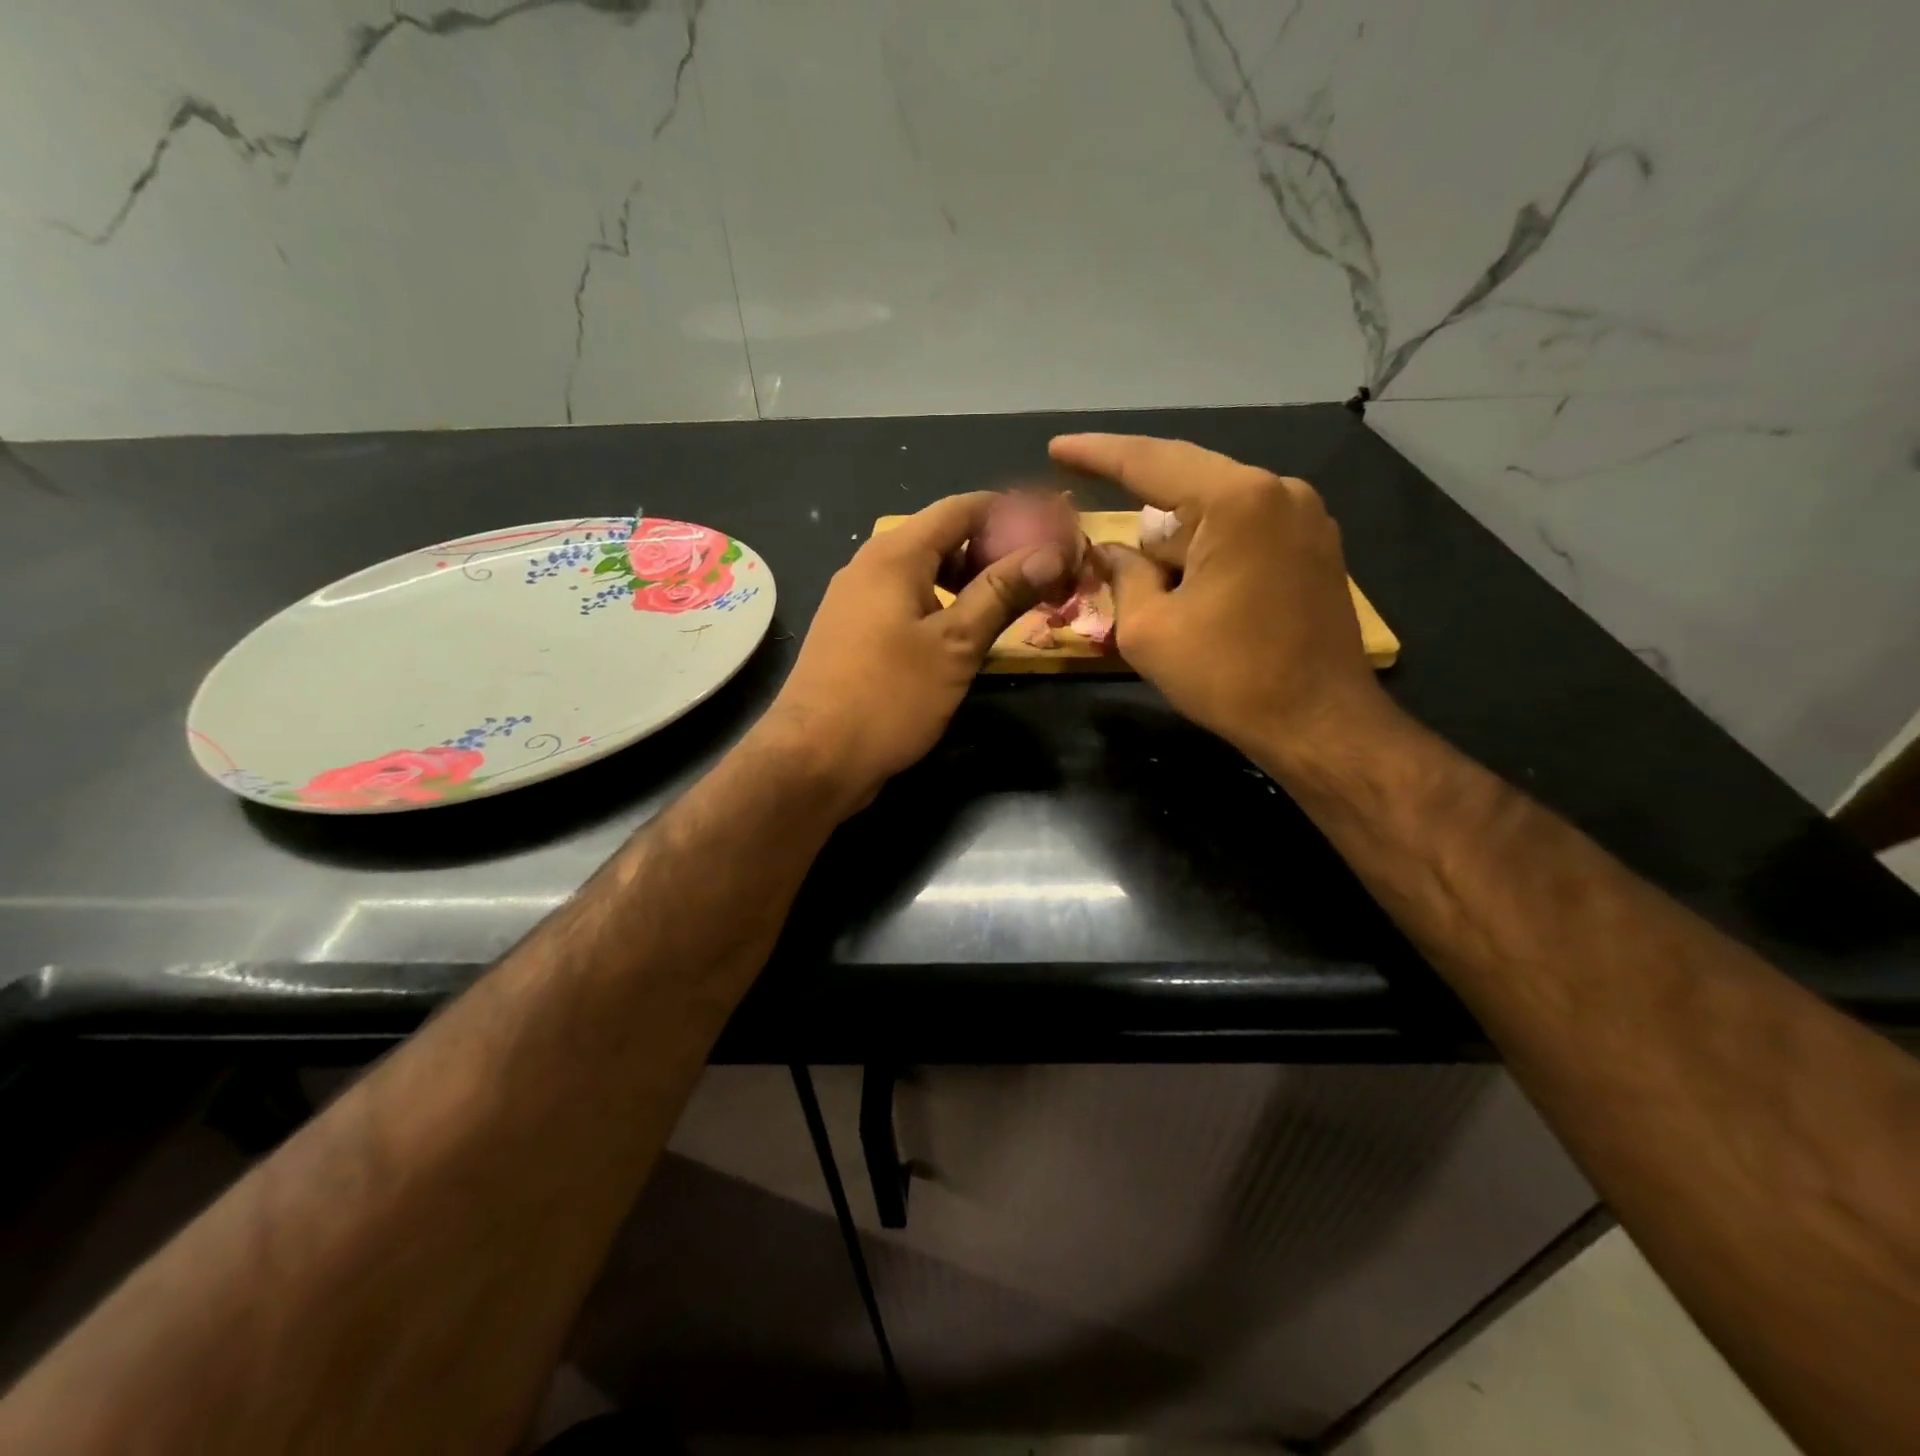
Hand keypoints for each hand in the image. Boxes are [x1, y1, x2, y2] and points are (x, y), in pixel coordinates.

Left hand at [760, 491, 1070, 806]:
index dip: (1012, 512)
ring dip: (969, 580)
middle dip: (994, 548)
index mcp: (895, 554)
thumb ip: (1002, 593)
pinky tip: (965, 633)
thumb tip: (1053, 552)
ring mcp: (856, 601)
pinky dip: (942, 605)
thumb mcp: (955, 644)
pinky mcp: (853, 634)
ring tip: (1012, 602)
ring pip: (923, 573)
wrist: (814, 758)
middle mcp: (870, 565)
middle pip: (942, 537)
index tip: (1054, 531)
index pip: (962, 508)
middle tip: (1041, 573)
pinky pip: (906, 602)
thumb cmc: (889, 697)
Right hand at [1049, 433, 1393, 762]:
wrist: (1319, 723)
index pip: (1150, 462)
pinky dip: (1209, 550)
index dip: (1096, 454)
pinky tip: (1198, 592)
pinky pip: (1244, 529)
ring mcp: (1306, 516)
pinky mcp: (1315, 546)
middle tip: (1102, 546)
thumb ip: (1123, 576)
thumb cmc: (1228, 676)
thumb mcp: (1149, 630)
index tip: (1057, 448)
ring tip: (1164, 596)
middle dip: (1142, 516)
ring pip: (1215, 511)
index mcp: (1236, 500)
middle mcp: (1278, 491)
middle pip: (1185, 486)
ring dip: (1178, 543)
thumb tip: (1112, 552)